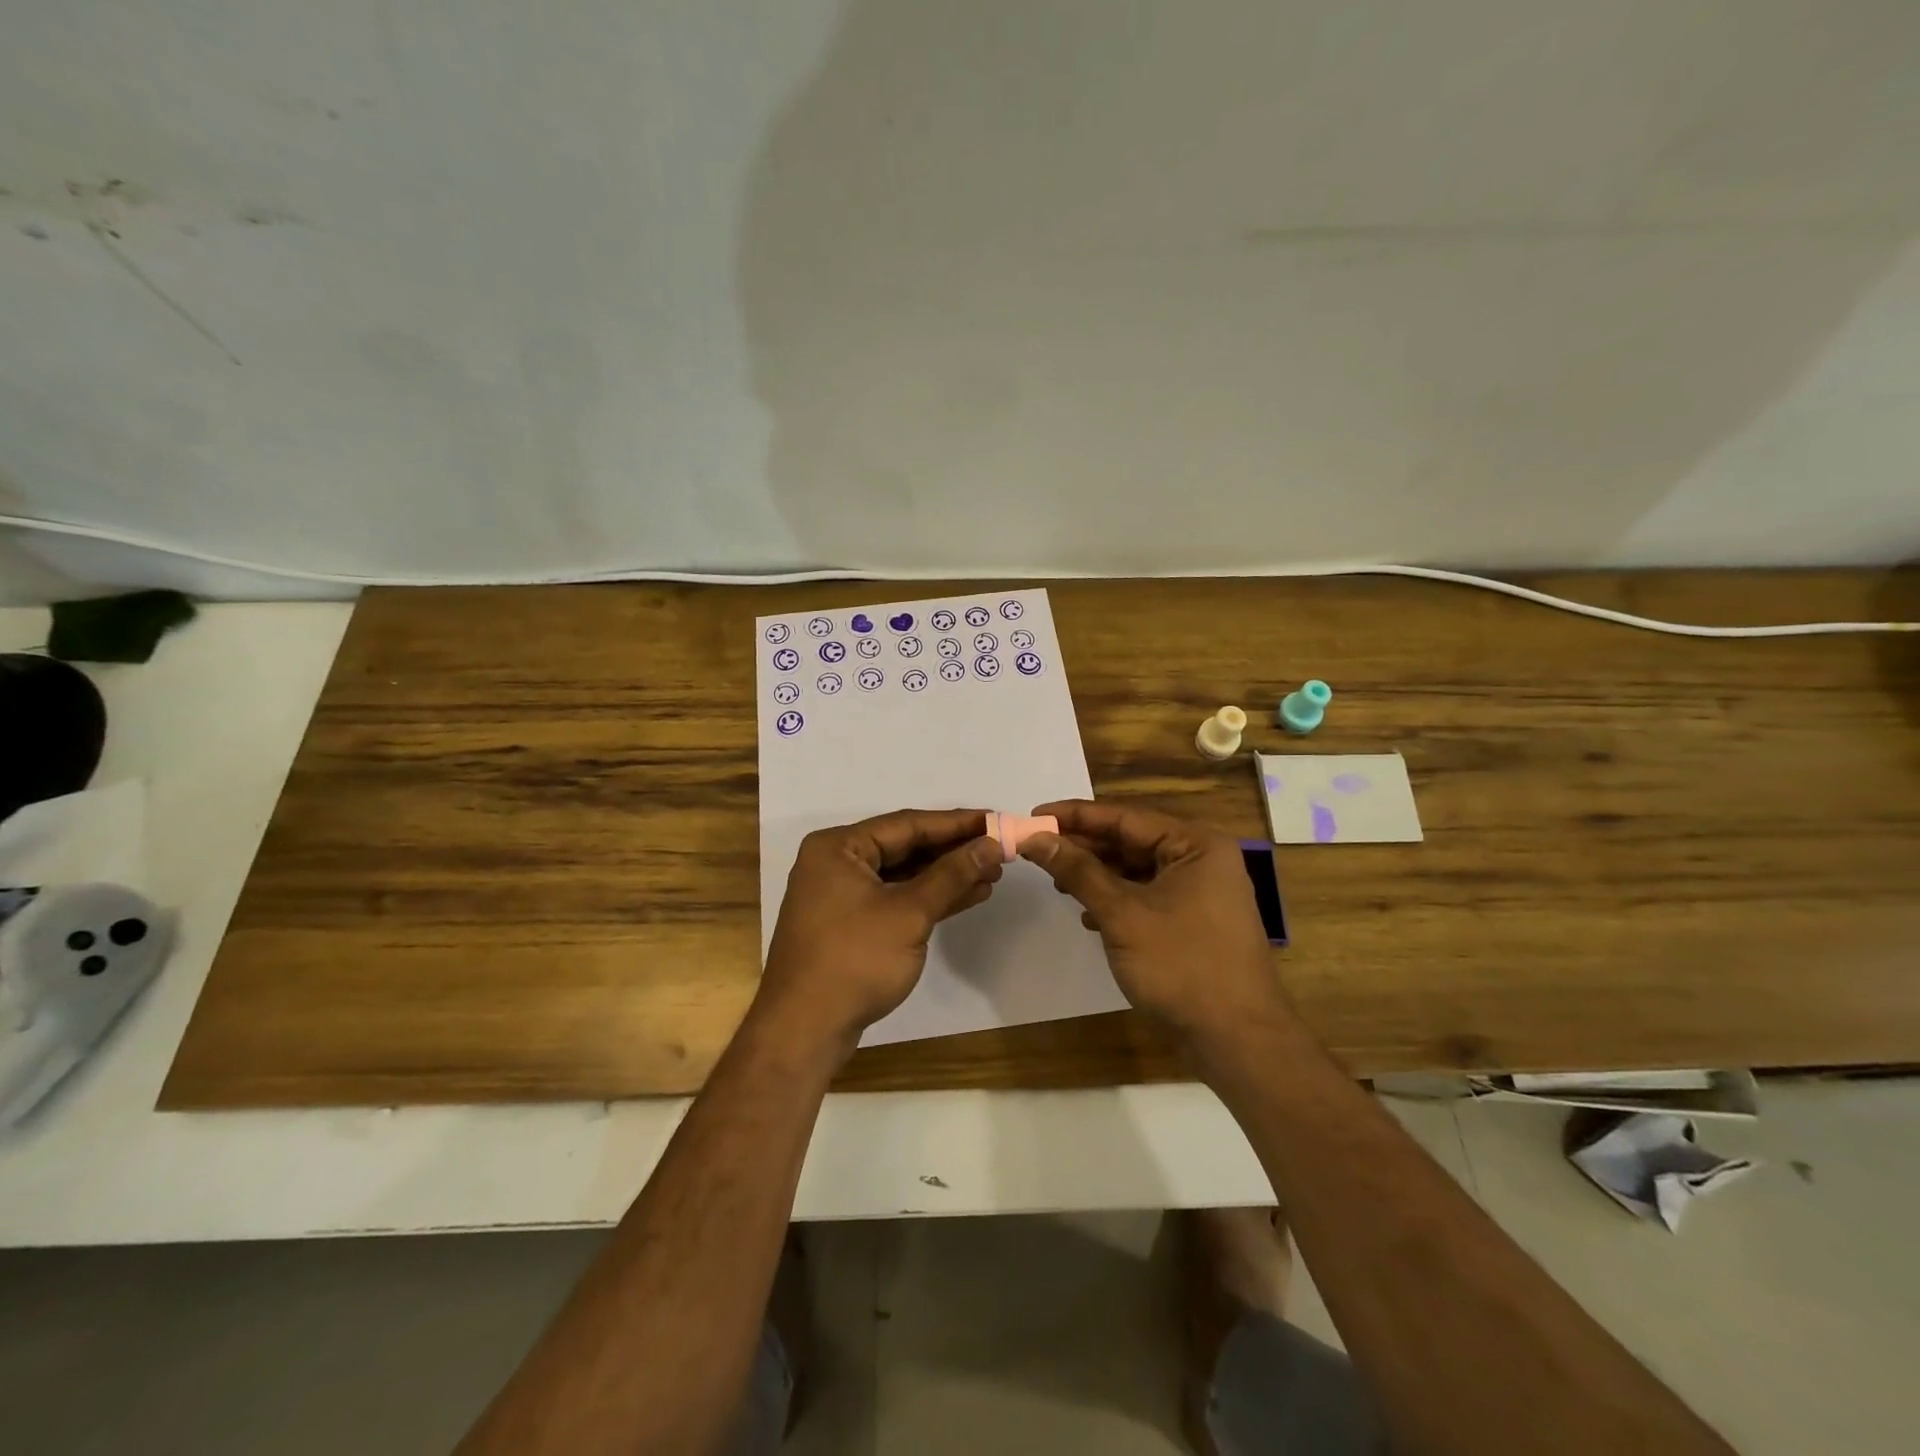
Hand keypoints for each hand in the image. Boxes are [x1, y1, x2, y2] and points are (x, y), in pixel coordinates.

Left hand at [758, 809, 1002, 1049]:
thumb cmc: (854, 960)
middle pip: (905, 847)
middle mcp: (836, 863)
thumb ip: (952, 875)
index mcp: (839, 847)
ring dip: (946, 876)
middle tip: (999, 849)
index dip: (956, 823)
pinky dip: (929, 898)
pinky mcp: (851, 924)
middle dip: (953, 850)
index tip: (996, 819)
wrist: (804, 1030)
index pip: (907, 824)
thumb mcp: (909, 913)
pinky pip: (896, 899)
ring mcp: (841, 895)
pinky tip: (968, 896)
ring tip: (992, 873)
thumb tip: (991, 844)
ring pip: (903, 875)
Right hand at [1018, 801, 1288, 1043]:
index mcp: (1195, 845)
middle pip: (1131, 841)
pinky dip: (1115, 900)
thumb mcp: (1122, 914)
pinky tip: (1087, 915)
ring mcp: (1200, 893)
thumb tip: (1034, 838)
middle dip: (1084, 847)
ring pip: (1136, 871)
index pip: (1125, 818)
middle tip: (1037, 848)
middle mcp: (1201, 860)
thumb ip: (1078, 871)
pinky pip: (1146, 896)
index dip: (1075, 815)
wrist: (1237, 1041)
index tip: (1034, 816)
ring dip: (1096, 875)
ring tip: (1056, 880)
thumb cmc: (1181, 966)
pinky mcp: (1193, 922)